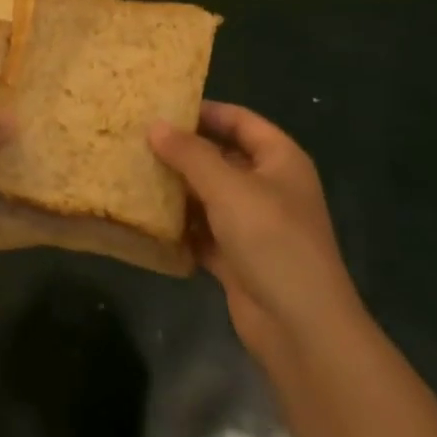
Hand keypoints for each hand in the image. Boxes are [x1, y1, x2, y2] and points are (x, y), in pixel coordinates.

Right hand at [149, 103, 360, 366]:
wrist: (301, 328)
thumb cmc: (271, 239)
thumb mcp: (227, 187)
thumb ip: (190, 154)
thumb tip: (155, 125)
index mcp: (280, 160)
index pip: (240, 120)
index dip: (204, 111)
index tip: (162, 108)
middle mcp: (269, 187)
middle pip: (222, 157)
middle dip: (184, 152)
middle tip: (138, 141)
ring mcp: (254, 225)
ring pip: (210, 196)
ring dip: (178, 189)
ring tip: (135, 174)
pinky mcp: (238, 258)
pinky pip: (204, 232)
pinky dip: (181, 227)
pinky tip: (147, 219)